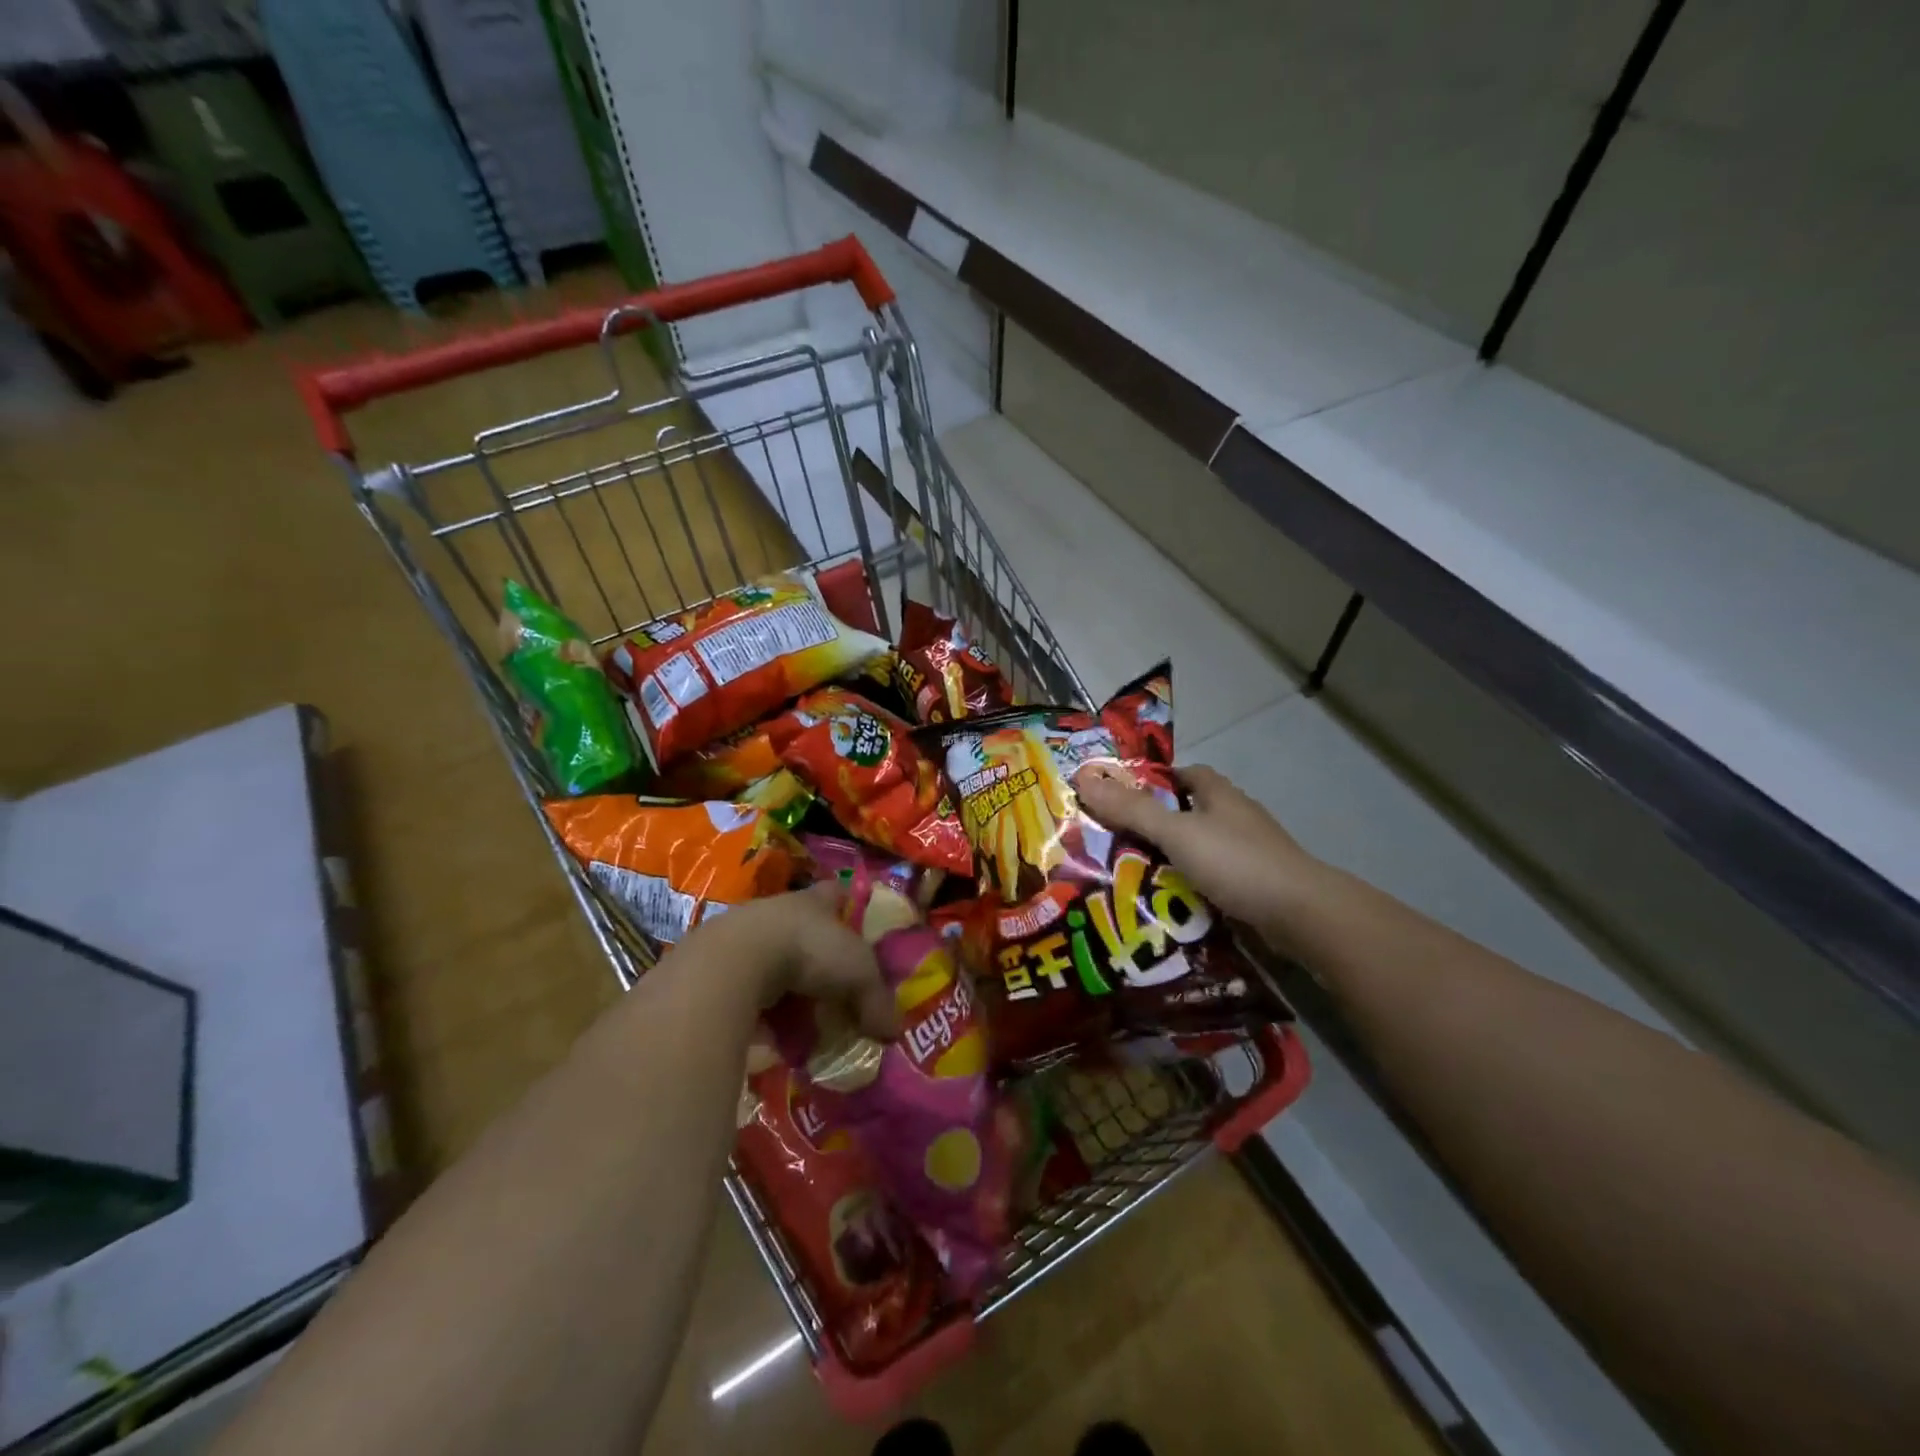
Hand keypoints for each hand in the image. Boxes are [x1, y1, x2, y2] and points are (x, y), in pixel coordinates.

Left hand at [702, 883, 899, 1040]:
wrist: (735, 962)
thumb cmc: (807, 951)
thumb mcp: (858, 974)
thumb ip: (877, 1000)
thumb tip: (893, 1031)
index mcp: (814, 901)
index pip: (834, 893)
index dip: (845, 904)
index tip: (854, 920)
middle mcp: (780, 911)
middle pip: (803, 929)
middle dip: (817, 956)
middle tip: (833, 988)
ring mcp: (745, 936)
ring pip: (773, 959)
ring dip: (786, 986)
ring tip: (801, 1019)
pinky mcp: (719, 967)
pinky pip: (748, 989)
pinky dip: (760, 1008)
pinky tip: (770, 1031)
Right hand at [1075, 763, 1320, 933]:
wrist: (1300, 914)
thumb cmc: (1236, 861)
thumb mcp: (1176, 833)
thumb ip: (1132, 810)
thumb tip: (1084, 778)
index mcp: (1218, 794)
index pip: (1183, 774)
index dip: (1153, 781)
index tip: (1121, 798)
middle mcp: (1234, 817)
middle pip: (1187, 813)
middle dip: (1154, 825)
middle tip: (1113, 842)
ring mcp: (1248, 852)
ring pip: (1198, 849)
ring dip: (1170, 860)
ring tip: (1130, 876)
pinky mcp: (1254, 884)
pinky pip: (1211, 879)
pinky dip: (1189, 887)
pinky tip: (1167, 903)